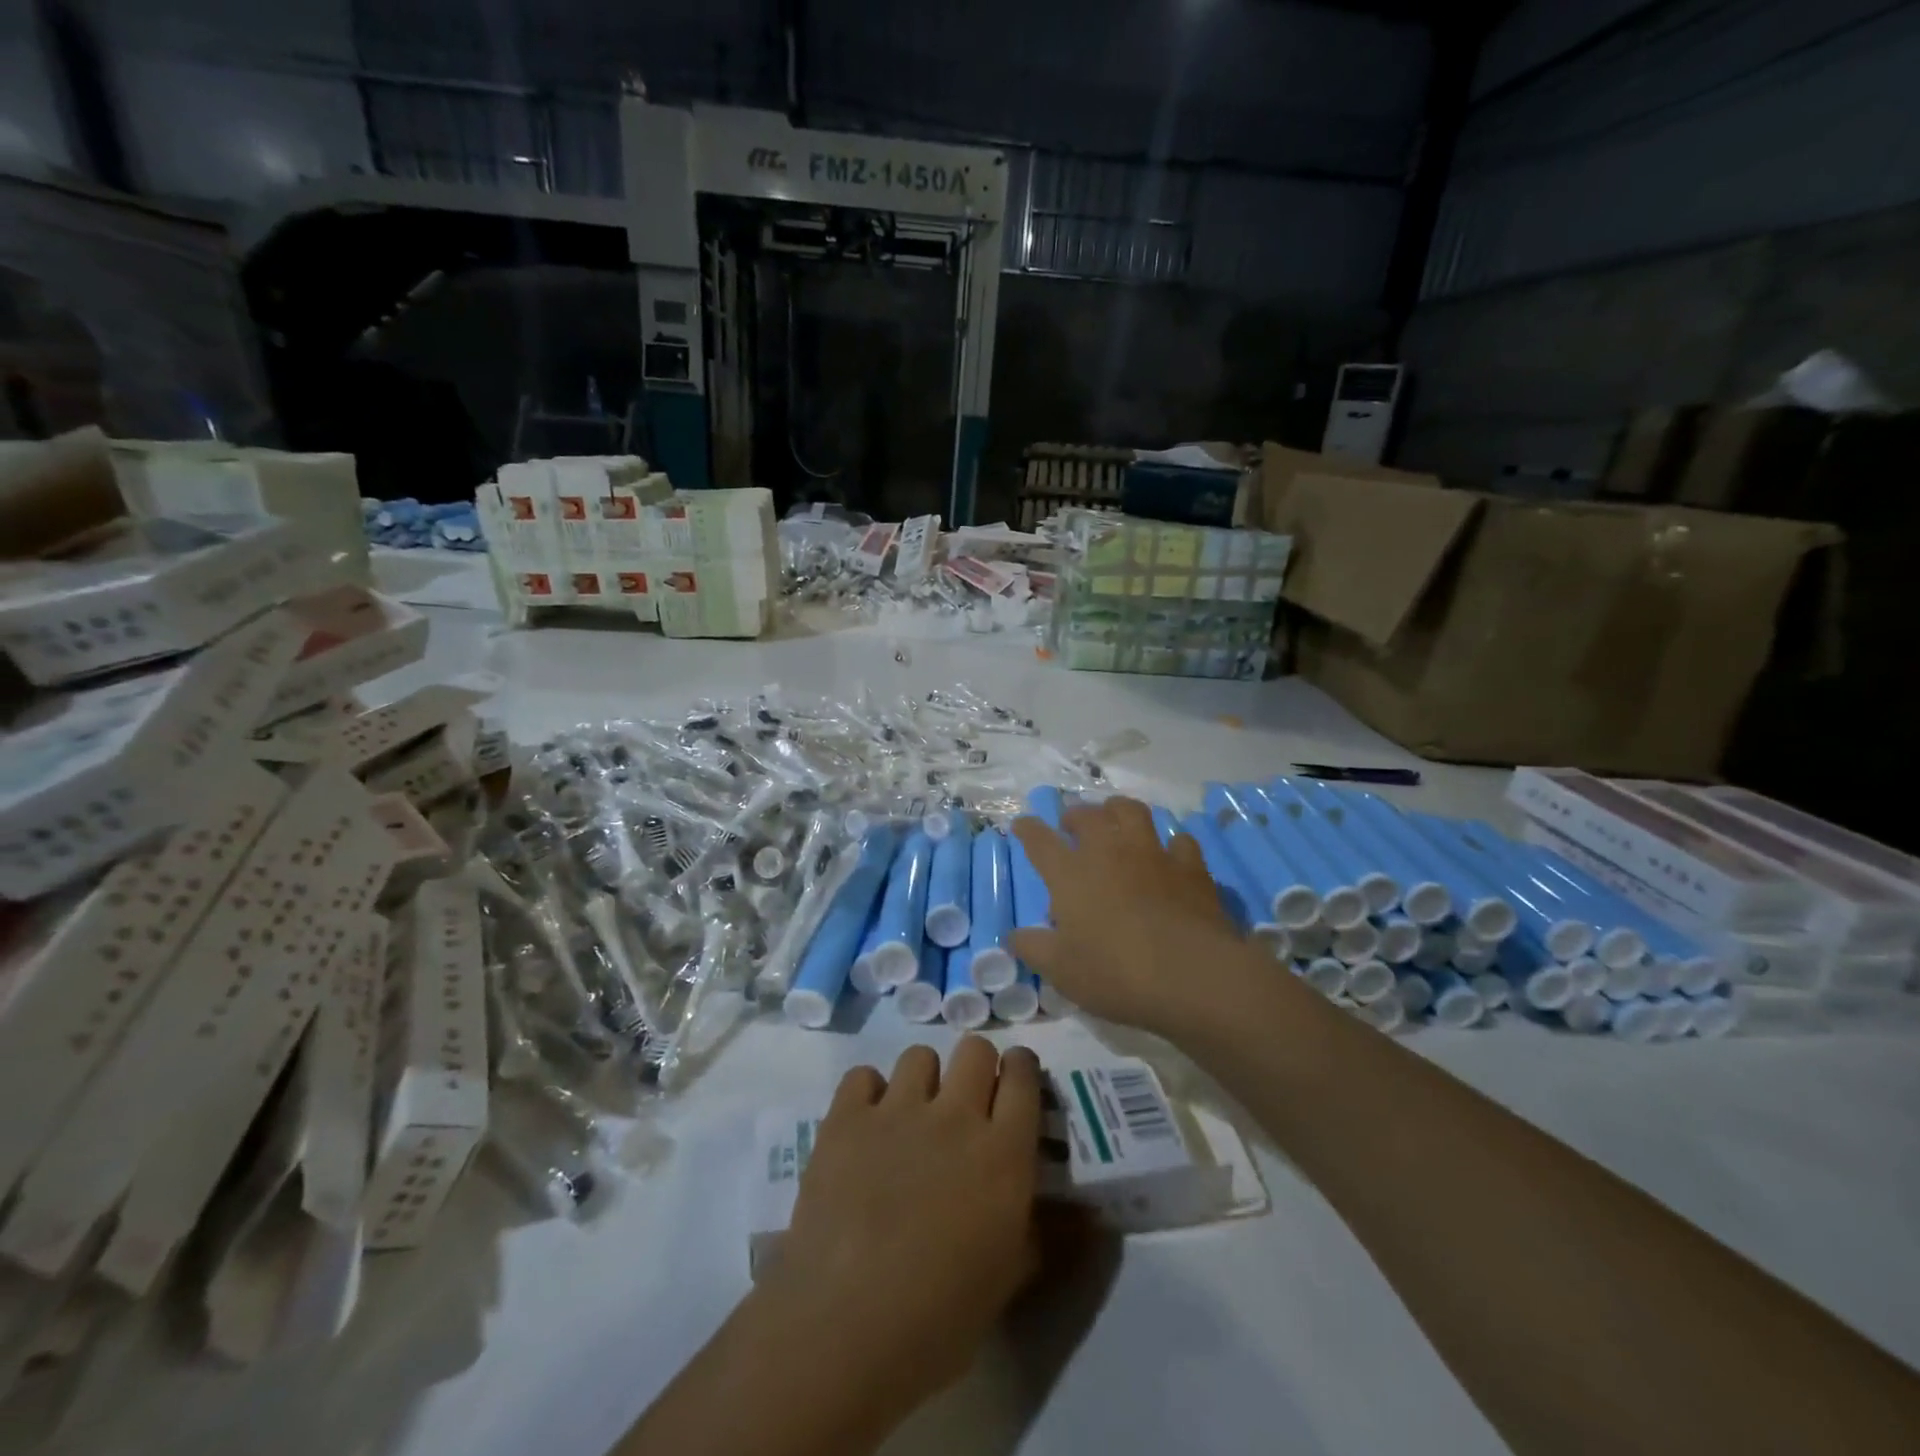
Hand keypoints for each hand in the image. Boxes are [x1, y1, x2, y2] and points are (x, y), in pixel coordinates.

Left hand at [747, 1038, 1044, 1433]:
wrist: (844, 1328)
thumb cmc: (939, 1318)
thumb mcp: (1008, 1279)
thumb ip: (1044, 1232)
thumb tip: (1085, 1216)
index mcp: (1003, 1153)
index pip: (1023, 1076)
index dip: (1021, 1069)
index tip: (1014, 1081)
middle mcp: (955, 1116)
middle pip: (975, 1049)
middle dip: (976, 1067)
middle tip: (965, 1102)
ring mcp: (897, 1111)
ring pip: (919, 1056)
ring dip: (922, 1081)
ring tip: (910, 1118)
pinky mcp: (846, 1118)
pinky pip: (863, 1076)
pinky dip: (867, 1094)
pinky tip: (865, 1128)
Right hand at [1012, 796, 1251, 1033]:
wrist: (1191, 975)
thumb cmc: (1116, 973)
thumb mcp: (1062, 970)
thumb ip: (1033, 948)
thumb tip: (1012, 936)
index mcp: (1071, 875)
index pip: (1041, 841)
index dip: (1029, 830)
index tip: (1023, 824)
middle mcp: (1109, 852)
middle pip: (1088, 816)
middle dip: (1076, 815)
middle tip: (1072, 824)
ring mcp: (1153, 855)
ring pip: (1133, 812)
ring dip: (1119, 810)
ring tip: (1116, 817)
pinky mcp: (1190, 867)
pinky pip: (1180, 841)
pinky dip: (1171, 845)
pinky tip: (1170, 855)